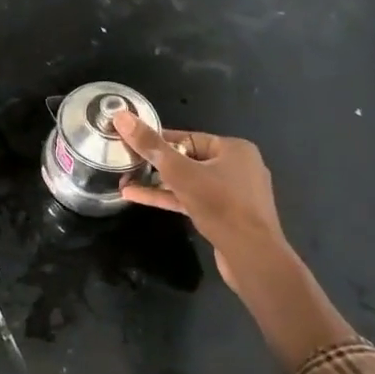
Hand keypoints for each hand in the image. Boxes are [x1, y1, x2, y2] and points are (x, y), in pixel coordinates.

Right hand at [111, 112, 286, 283]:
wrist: (252, 257)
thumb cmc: (220, 205)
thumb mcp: (179, 172)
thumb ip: (150, 145)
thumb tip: (122, 116)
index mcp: (234, 149)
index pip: (187, 137)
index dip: (157, 141)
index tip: (130, 143)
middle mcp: (238, 167)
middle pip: (188, 159)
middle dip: (155, 164)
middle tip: (126, 165)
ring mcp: (233, 194)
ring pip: (189, 182)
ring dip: (158, 183)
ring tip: (126, 183)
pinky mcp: (226, 216)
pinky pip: (193, 200)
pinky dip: (169, 198)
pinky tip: (138, 198)